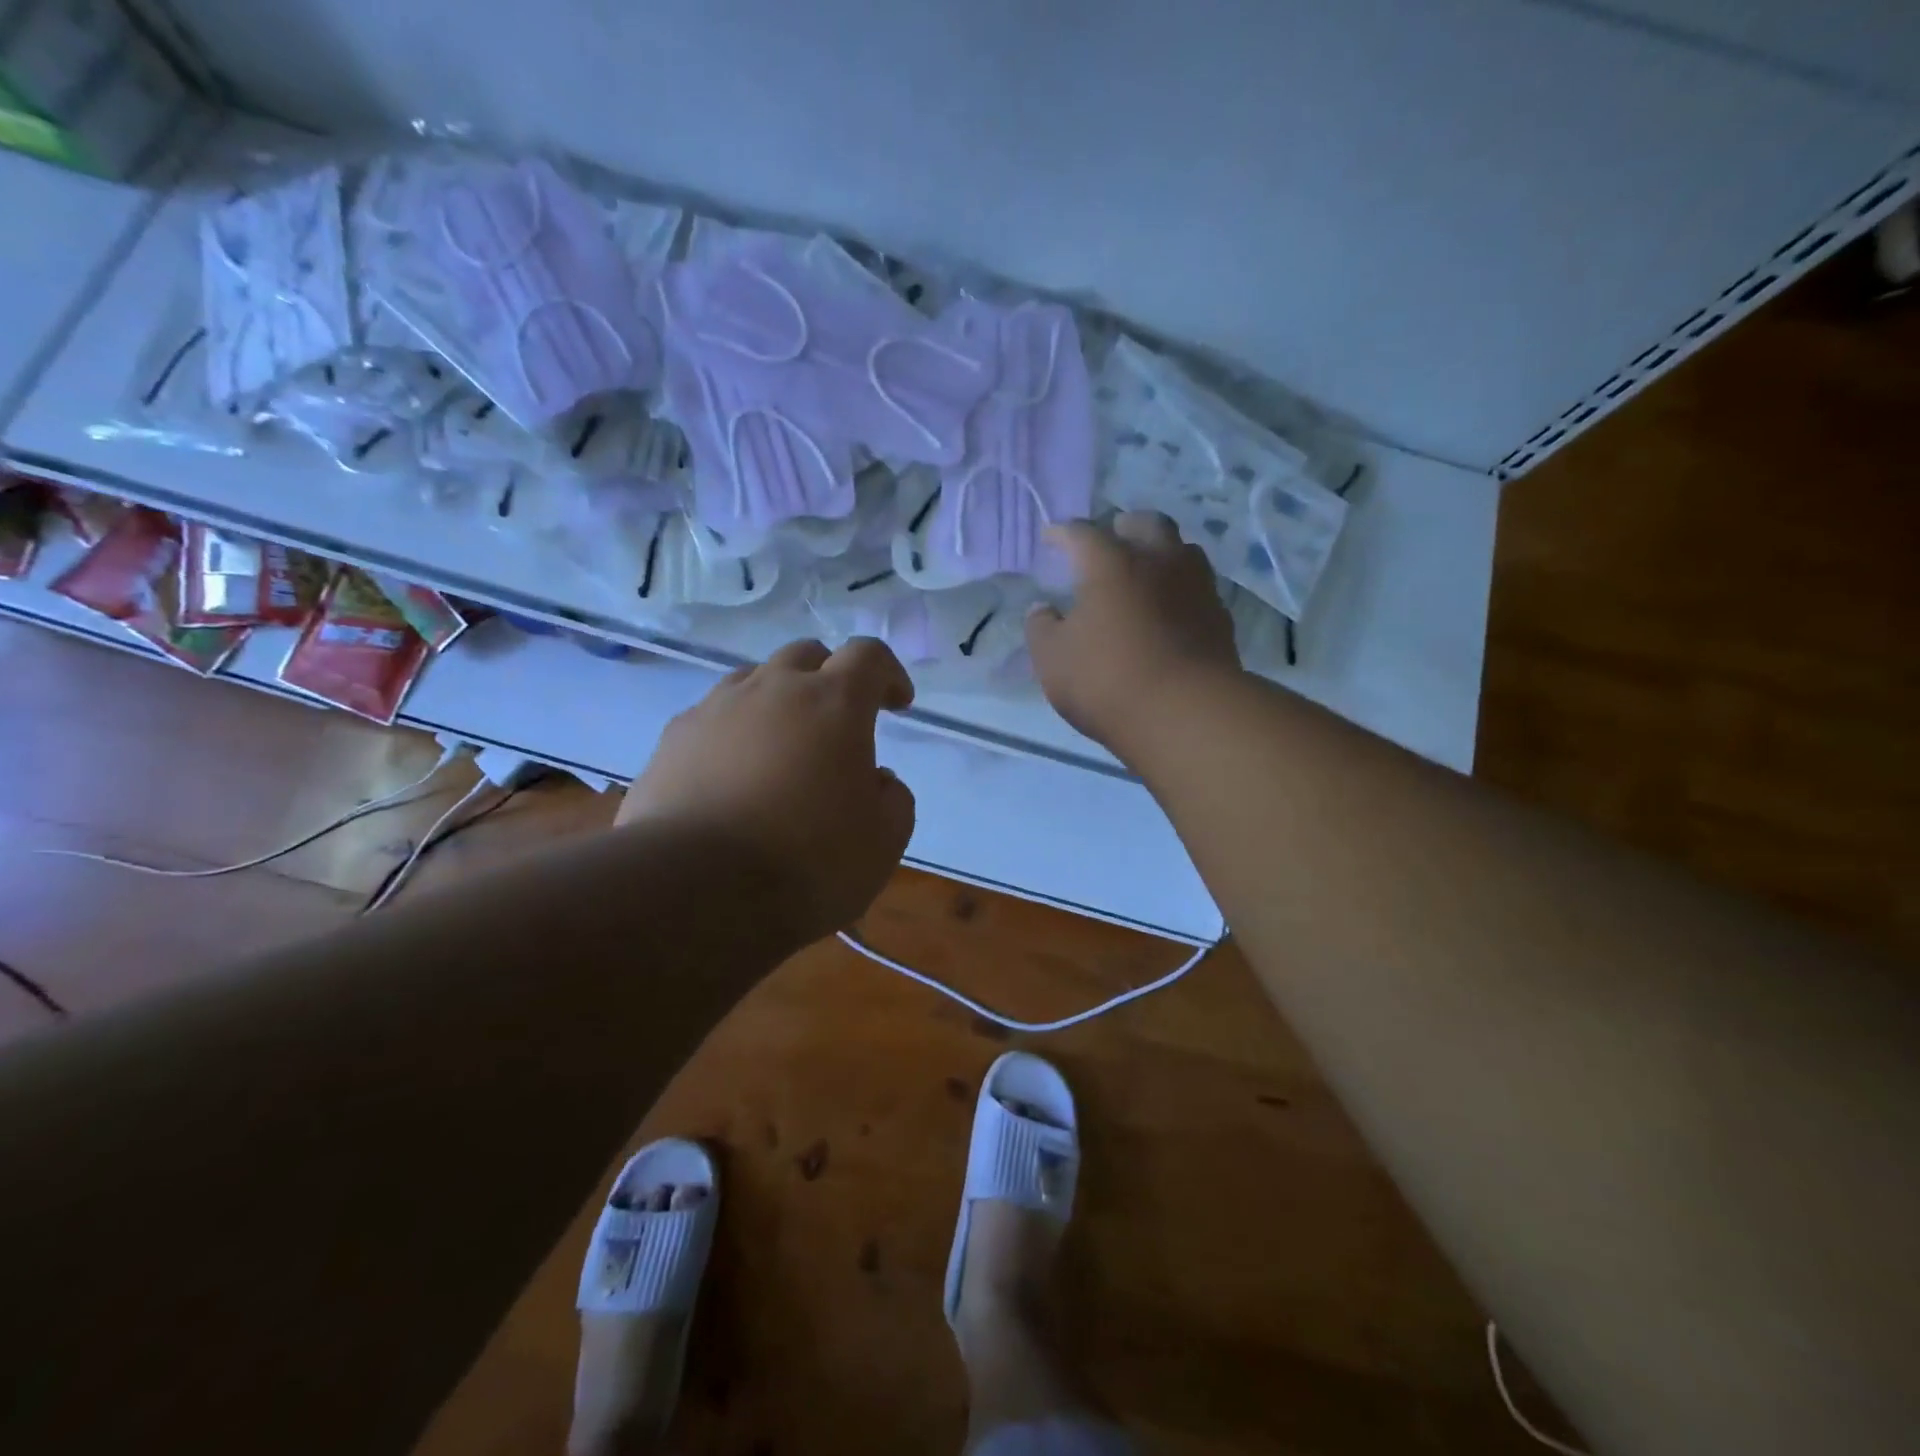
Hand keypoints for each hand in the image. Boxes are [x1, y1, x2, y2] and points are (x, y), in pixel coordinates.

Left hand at [618, 638, 916, 946]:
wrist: (697, 891)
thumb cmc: (808, 861)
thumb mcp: (884, 840)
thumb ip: (893, 797)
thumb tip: (876, 780)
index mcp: (834, 702)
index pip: (869, 656)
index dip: (889, 674)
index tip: (897, 705)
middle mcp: (773, 689)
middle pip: (806, 655)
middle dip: (830, 678)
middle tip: (838, 722)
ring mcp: (716, 709)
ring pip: (754, 680)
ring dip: (778, 701)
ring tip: (782, 748)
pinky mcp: (673, 739)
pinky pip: (712, 717)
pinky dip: (733, 733)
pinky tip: (733, 776)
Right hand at [1026, 512, 1241, 757]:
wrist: (1187, 714)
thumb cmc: (1107, 680)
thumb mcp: (1053, 659)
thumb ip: (1042, 628)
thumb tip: (1042, 609)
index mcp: (1112, 563)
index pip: (1082, 533)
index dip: (1062, 533)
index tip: (1050, 538)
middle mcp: (1159, 561)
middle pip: (1146, 524)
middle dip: (1125, 527)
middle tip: (1111, 539)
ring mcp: (1196, 586)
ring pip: (1182, 551)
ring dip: (1161, 553)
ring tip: (1147, 572)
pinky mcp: (1220, 617)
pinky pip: (1198, 588)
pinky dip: (1181, 590)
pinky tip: (1171, 610)